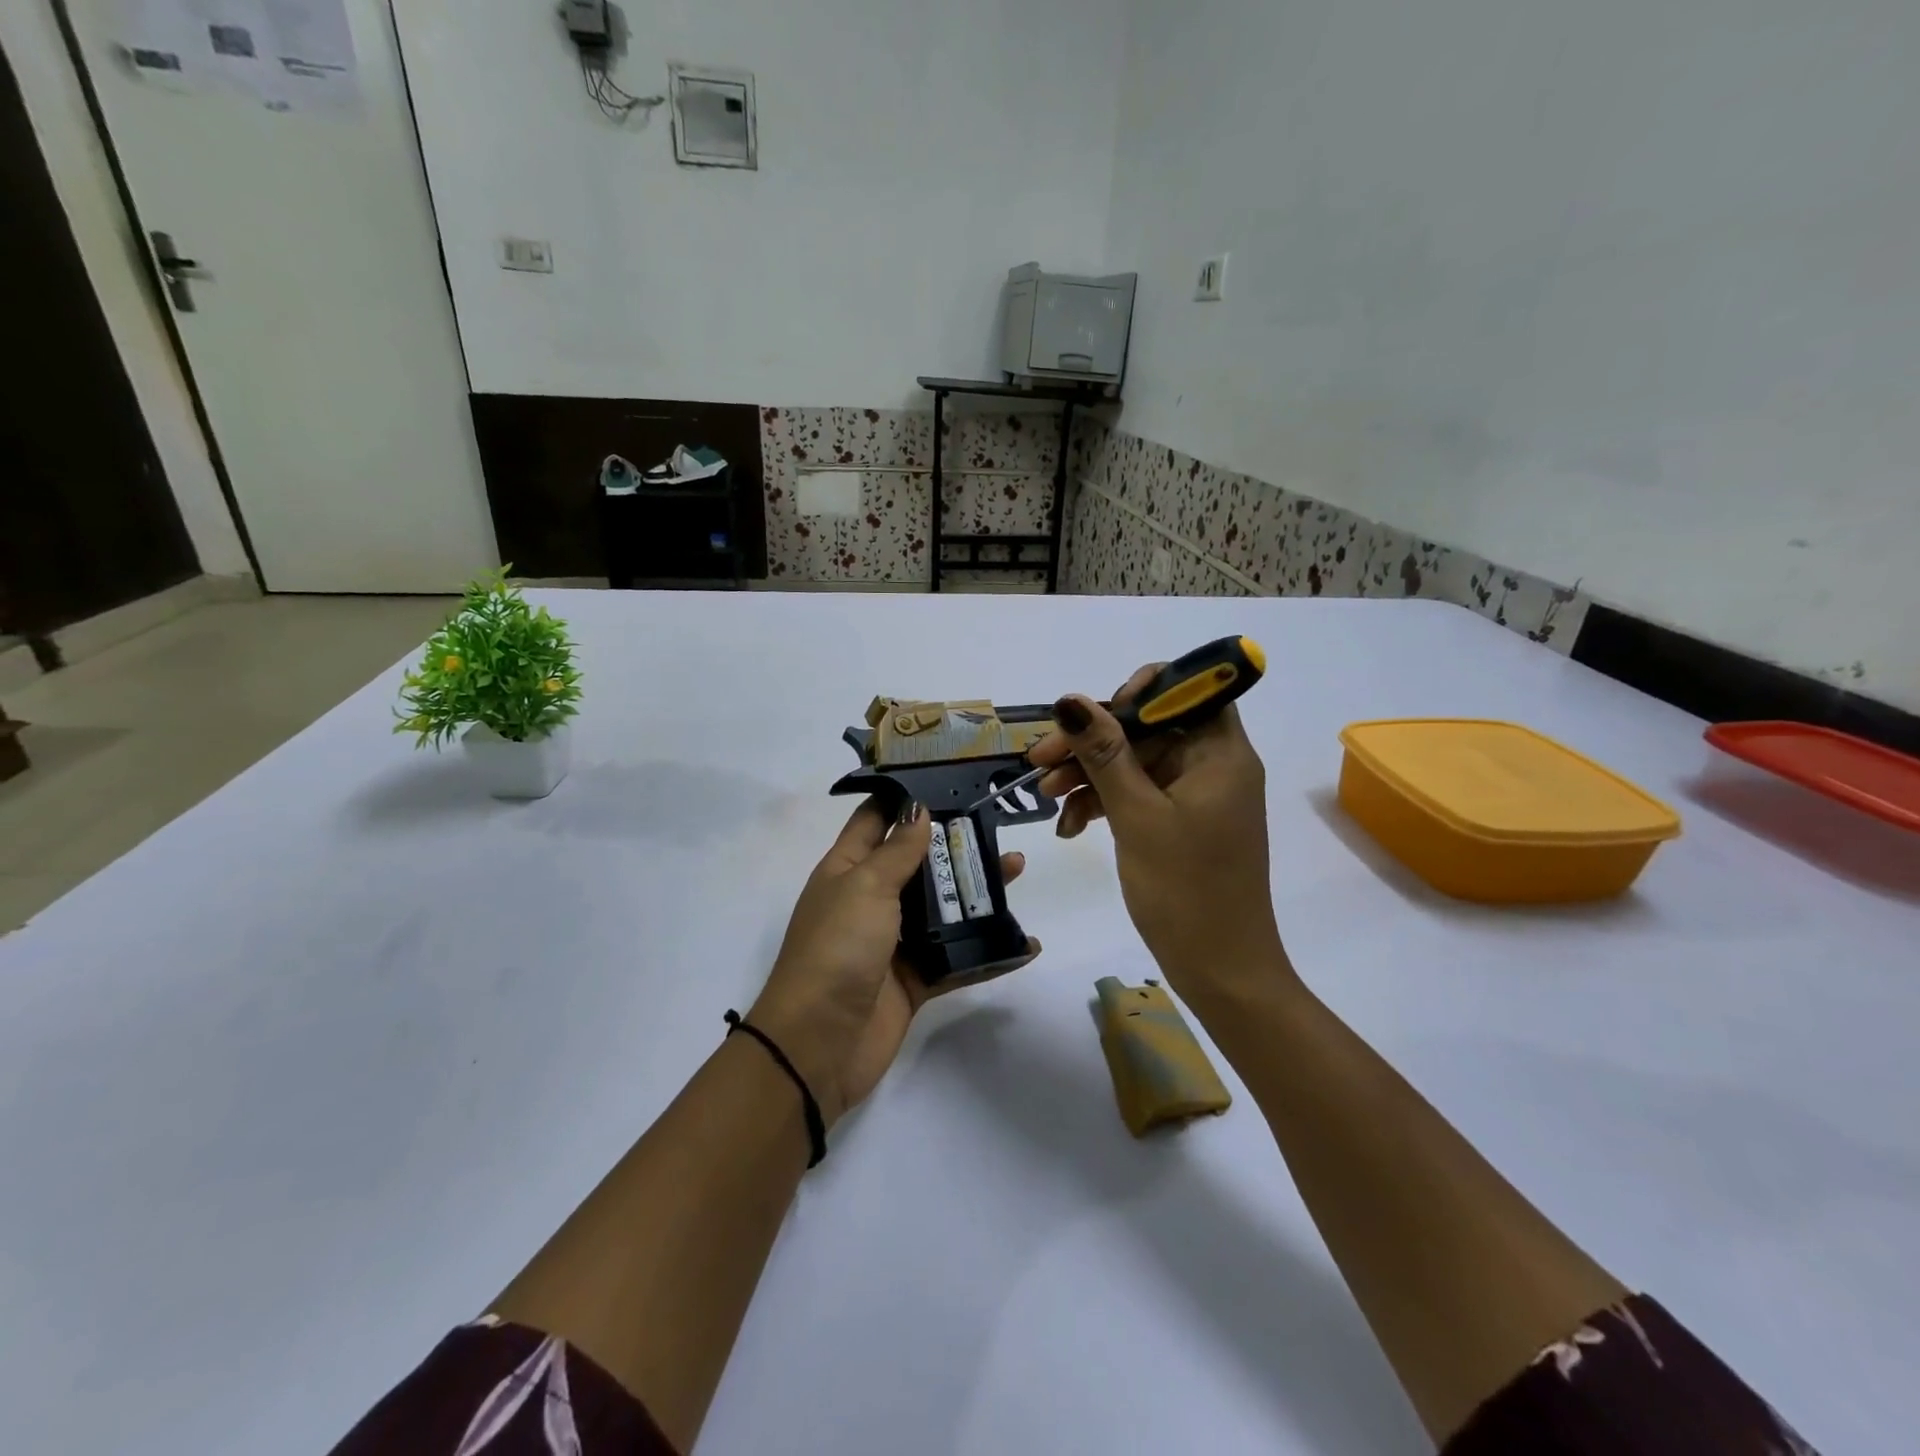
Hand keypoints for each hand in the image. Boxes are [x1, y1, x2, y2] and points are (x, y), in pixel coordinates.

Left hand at [748, 799, 1037, 1126]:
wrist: (818, 1044)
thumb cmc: (837, 949)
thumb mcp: (865, 887)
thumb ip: (897, 850)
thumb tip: (918, 809)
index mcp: (848, 870)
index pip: (875, 820)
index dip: (905, 799)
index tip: (945, 779)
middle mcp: (871, 900)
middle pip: (918, 862)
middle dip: (955, 843)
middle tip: (997, 823)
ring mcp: (894, 941)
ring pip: (943, 907)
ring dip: (978, 890)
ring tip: (1017, 868)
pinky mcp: (915, 979)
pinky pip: (957, 958)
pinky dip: (989, 950)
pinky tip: (1025, 943)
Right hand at [1027, 667, 1289, 1007]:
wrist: (1221, 971)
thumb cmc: (1186, 890)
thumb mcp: (1137, 816)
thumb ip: (1103, 754)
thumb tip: (1070, 700)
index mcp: (1220, 753)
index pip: (1188, 691)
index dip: (1141, 691)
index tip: (1095, 714)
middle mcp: (1212, 765)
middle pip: (1148, 728)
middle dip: (1093, 741)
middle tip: (1039, 759)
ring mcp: (1196, 796)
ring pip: (1137, 763)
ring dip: (1090, 774)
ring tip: (1047, 797)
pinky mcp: (1181, 823)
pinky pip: (1139, 794)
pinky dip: (1105, 803)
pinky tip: (1071, 825)